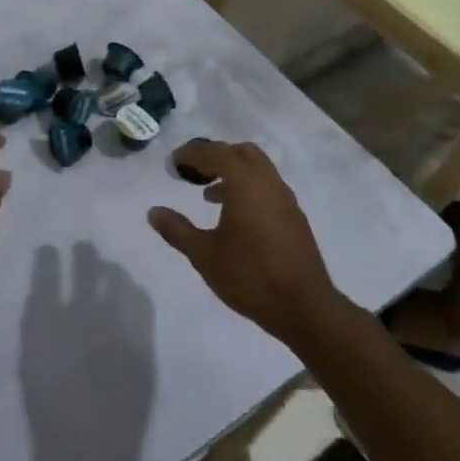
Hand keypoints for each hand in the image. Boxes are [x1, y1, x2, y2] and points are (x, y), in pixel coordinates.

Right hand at [148, 139, 345, 347]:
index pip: (216, 152)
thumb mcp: (204, 255)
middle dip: (215, 156)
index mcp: (246, 184)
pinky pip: (268, 188)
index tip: (173, 163)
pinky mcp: (295, 218)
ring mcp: (286, 200)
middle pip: (241, 153)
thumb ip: (177, 230)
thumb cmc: (250, 276)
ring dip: (233, 173)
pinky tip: (234, 216)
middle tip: (193, 172)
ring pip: (258, 170)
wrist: (305, 308)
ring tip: (208, 195)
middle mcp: (269, 183)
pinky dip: (248, 189)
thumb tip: (154, 212)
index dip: (192, 153)